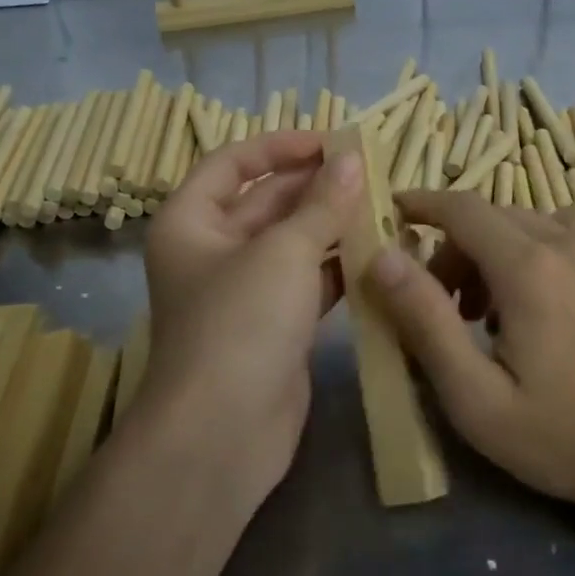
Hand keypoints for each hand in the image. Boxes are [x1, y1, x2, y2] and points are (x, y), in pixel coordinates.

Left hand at [137, 131, 363, 501]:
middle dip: (316, 186)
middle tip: (371, 172)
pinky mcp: (274, 325)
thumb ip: (322, 204)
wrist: (223, 433)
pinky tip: (378, 254)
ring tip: (383, 205)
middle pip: (267, 202)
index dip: (279, 146)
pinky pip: (308, 281)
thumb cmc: (240, 324)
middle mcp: (213, 251)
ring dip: (333, 226)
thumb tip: (352, 159)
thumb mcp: (283, 253)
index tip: (331, 142)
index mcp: (191, 222)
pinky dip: (338, 267)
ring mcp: (245, 291)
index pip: (232, 163)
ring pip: (293, 243)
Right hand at [367, 193, 574, 513]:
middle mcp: (569, 242)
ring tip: (482, 310)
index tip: (392, 213)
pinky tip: (530, 301)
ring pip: (526, 221)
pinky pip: (561, 232)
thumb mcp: (475, 396)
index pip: (462, 209)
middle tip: (437, 304)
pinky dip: (530, 249)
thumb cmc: (560, 437)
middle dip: (452, 247)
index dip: (422, 204)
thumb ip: (425, 320)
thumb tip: (382, 257)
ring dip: (491, 249)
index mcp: (530, 269)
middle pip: (491, 216)